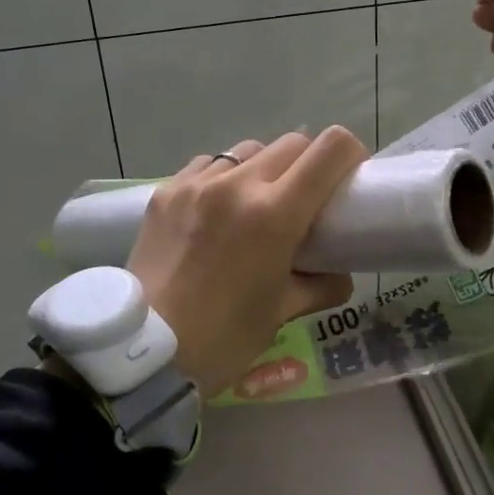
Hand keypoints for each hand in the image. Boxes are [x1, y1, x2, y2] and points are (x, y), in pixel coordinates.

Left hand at [127, 128, 365, 396]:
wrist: (143, 351)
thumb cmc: (223, 338)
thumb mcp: (282, 312)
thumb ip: (320, 285)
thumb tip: (338, 274)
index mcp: (274, 214)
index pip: (329, 150)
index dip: (349, 155)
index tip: (350, 178)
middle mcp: (236, 184)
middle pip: (291, 143)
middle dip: (310, 164)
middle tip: (307, 199)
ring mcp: (196, 183)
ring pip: (248, 150)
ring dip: (265, 168)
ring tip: (258, 204)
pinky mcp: (165, 191)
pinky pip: (207, 165)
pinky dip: (224, 177)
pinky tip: (218, 209)